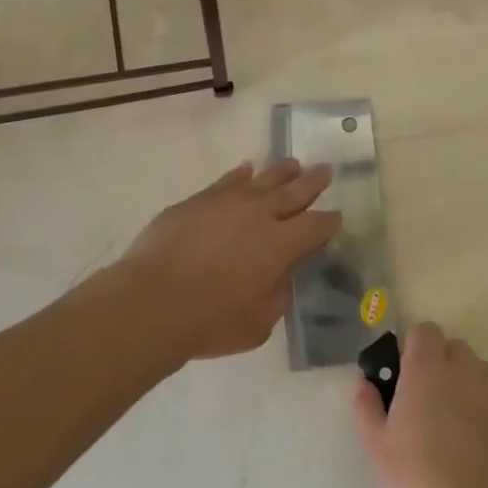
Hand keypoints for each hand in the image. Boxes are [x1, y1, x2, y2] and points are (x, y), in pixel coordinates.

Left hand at [117, 159, 340, 363]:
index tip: (336, 217)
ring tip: (293, 164)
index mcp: (281, 245)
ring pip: (261, 180)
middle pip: (294, 192)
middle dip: (312, 182)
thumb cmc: (210, 321)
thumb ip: (277, 295)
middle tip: (325, 170)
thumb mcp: (259, 323)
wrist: (151, 302)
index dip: (329, 222)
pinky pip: (225, 182)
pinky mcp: (196, 202)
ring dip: (281, 172)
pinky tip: (245, 170)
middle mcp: (259, 215)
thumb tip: (281, 276)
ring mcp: (226, 203)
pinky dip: (239, 175)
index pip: (316, 226)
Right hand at [354, 323, 487, 487]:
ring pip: (483, 370)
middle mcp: (463, 369)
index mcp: (424, 369)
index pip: (424, 331)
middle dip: (443, 365)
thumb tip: (365, 383)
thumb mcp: (375, 447)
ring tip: (462, 423)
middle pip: (455, 348)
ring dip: (471, 384)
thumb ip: (367, 407)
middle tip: (431, 404)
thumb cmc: (412, 483)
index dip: (416, 348)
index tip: (408, 376)